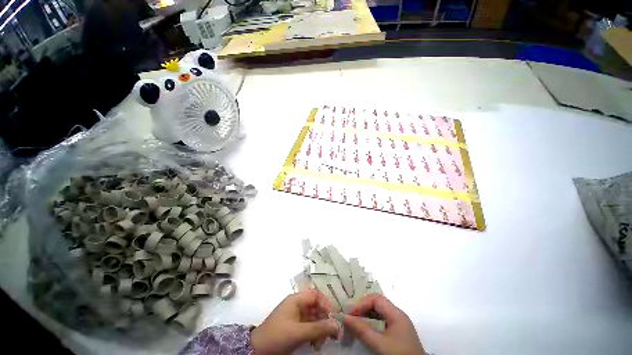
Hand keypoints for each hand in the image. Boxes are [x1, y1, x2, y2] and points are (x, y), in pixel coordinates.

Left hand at [251, 290, 340, 353]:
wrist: (257, 350)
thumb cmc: (278, 336)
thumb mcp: (298, 332)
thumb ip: (318, 328)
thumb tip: (337, 325)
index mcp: (296, 300)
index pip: (316, 295)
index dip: (326, 304)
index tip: (333, 318)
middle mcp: (297, 305)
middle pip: (316, 307)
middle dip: (324, 320)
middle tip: (331, 335)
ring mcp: (296, 316)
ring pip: (313, 318)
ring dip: (319, 329)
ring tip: (320, 344)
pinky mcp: (294, 326)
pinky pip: (309, 326)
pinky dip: (314, 334)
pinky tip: (315, 344)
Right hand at [343, 294, 424, 354]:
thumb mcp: (379, 344)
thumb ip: (362, 330)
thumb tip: (345, 317)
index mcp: (396, 313)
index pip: (376, 299)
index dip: (362, 303)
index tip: (350, 313)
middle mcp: (398, 315)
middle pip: (377, 305)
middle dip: (362, 309)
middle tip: (350, 318)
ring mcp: (399, 325)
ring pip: (379, 314)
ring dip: (366, 317)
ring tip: (355, 324)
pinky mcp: (398, 335)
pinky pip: (382, 323)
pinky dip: (371, 324)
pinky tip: (365, 331)